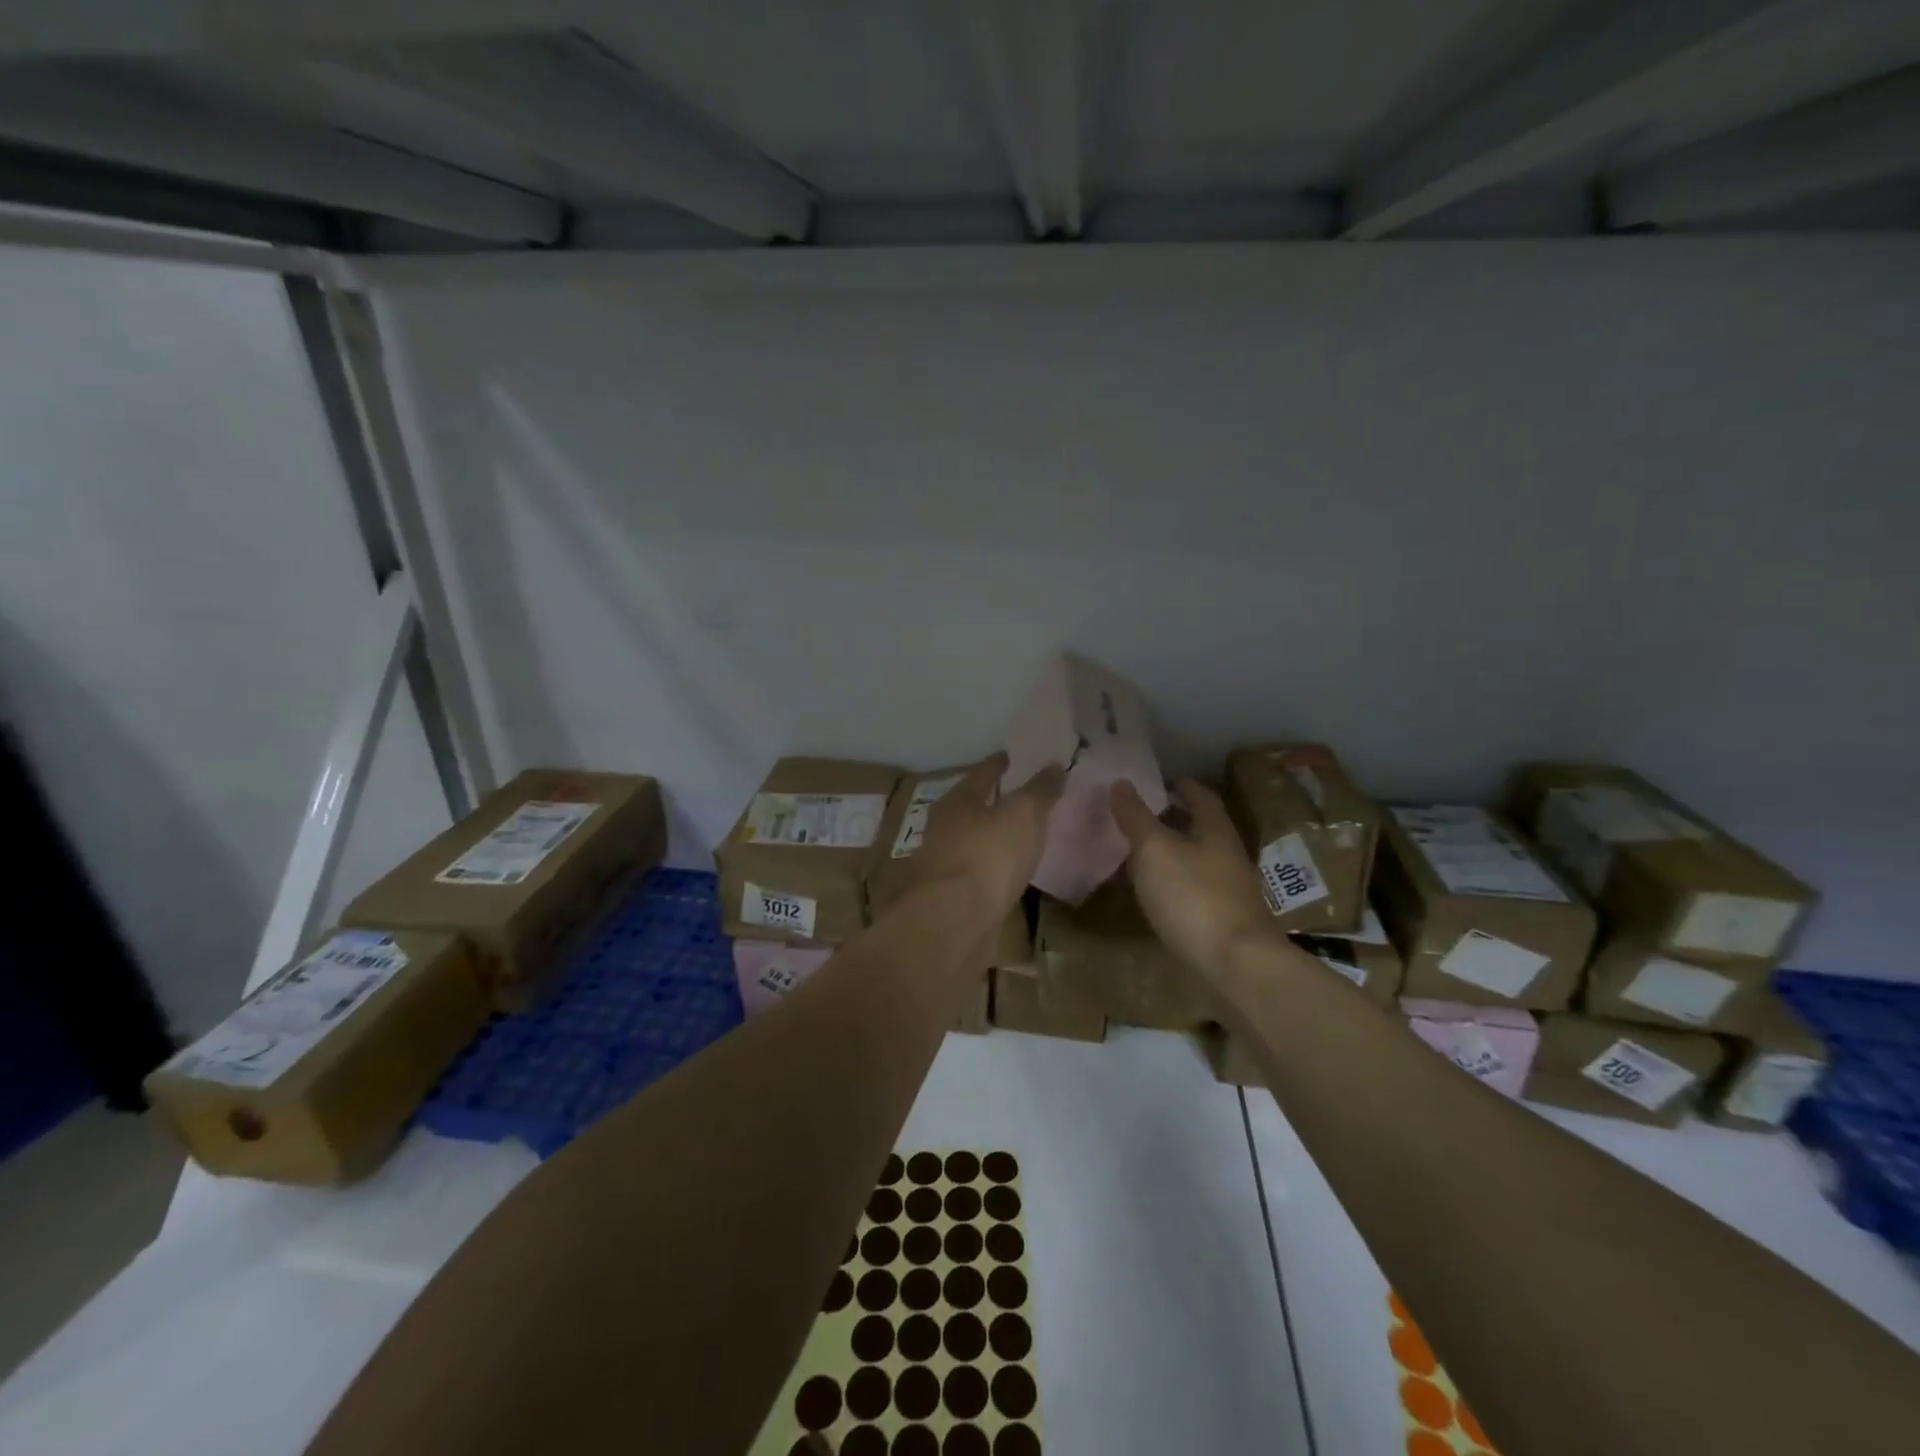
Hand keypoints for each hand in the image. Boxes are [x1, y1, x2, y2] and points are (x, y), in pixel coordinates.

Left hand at [911, 755, 1064, 920]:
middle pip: (974, 806)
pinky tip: (1010, 874)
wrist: (953, 921)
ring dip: (994, 837)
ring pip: (974, 841)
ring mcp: (943, 863)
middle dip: (998, 801)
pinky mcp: (950, 896)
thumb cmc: (988, 855)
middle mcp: (944, 827)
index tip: (1022, 759)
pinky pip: (978, 872)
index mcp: (958, 800)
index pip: (984, 772)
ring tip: (1024, 837)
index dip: (1004, 764)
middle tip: (1028, 798)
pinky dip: (993, 868)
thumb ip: (1039, 790)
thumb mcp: (1023, 814)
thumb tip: (1054, 765)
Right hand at [1110, 778, 1277, 972]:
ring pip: (1198, 860)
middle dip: (1174, 819)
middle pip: (1202, 828)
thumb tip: (1120, 782)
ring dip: (1172, 853)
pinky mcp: (1224, 921)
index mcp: (1216, 830)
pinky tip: (1155, 893)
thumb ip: (1136, 817)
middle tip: (1141, 816)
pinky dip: (1174, 883)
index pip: (1201, 796)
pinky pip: (1195, 889)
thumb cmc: (1193, 896)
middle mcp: (1228, 855)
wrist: (1236, 964)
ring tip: (1139, 853)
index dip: (1181, 785)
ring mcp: (1230, 890)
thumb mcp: (1154, 850)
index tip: (1159, 781)